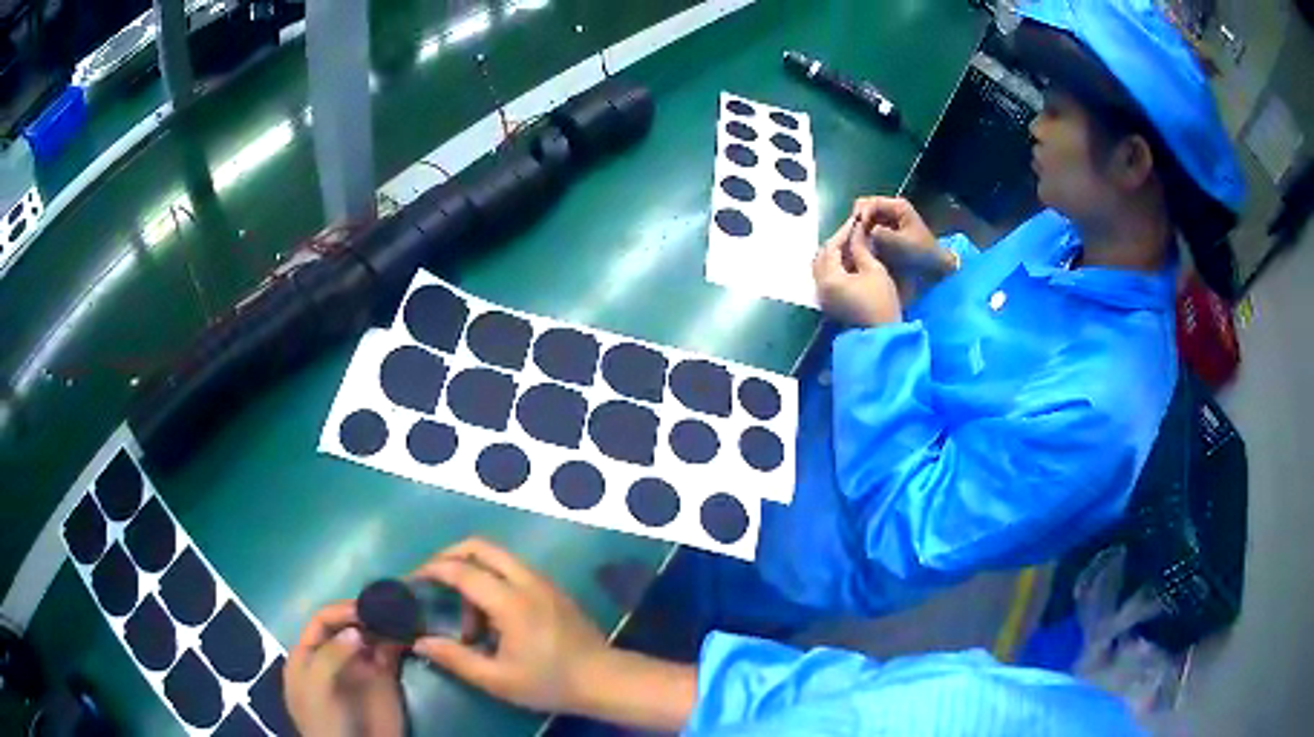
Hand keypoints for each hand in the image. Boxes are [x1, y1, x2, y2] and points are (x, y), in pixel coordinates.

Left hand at [286, 602, 405, 736]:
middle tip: (385, 607)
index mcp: (308, 655)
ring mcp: (360, 667)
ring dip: (382, 624)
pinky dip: (398, 641)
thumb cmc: (326, 722)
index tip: (363, 608)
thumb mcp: (316, 688)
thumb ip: (330, 656)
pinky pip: (390, 653)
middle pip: (347, 625)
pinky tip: (408, 633)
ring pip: (370, 636)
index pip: (321, 621)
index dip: (339, 611)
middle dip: (363, 614)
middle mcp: (334, 656)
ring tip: (399, 615)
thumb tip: (357, 631)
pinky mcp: (385, 679)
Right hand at [409, 538, 609, 714]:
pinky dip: (493, 578)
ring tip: (467, 617)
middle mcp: (527, 580)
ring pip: (499, 557)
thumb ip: (456, 659)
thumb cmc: (549, 682)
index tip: (411, 580)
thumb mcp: (498, 679)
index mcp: (511, 601)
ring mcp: (544, 582)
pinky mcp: (553, 589)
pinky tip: (491, 616)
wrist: (605, 680)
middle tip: (431, 579)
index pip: (462, 570)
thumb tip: (420, 642)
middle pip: (481, 547)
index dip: (432, 570)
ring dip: (474, 572)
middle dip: (450, 555)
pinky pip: (514, 570)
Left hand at [813, 216, 902, 325]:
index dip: (843, 231)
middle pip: (822, 256)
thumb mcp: (874, 270)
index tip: (855, 221)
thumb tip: (856, 231)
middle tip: (852, 231)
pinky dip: (834, 265)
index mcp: (829, 277)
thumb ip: (860, 248)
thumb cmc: (881, 302)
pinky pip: (826, 277)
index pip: (831, 247)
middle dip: (836, 242)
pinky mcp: (829, 302)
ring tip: (851, 243)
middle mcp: (819, 286)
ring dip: (834, 253)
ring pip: (821, 266)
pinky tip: (849, 259)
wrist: (882, 335)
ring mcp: (822, 296)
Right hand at [852, 196, 950, 274]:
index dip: (861, 216)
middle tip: (855, 239)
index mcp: (897, 206)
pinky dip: (865, 235)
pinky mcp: (888, 229)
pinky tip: (864, 246)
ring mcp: (889, 218)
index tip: (857, 233)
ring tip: (858, 244)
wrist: (936, 265)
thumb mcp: (901, 244)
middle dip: (858, 222)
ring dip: (861, 229)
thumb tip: (861, 231)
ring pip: (866, 218)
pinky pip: (870, 227)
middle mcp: (892, 208)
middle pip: (865, 208)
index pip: (869, 203)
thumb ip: (881, 235)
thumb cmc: (921, 254)